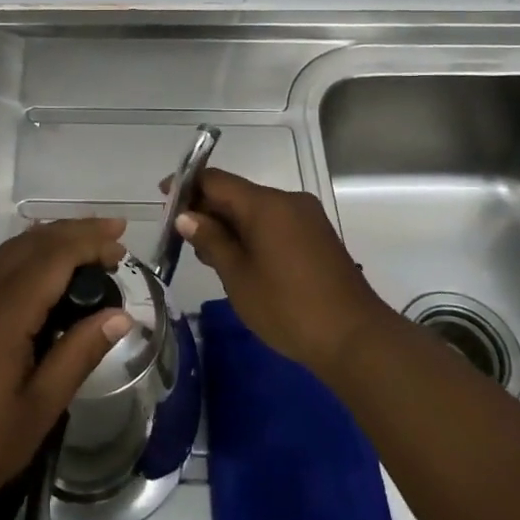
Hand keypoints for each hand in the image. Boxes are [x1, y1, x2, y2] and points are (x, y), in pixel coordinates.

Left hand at [0, 218, 132, 519]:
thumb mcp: (39, 408)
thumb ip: (79, 354)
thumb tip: (121, 316)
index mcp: (3, 312)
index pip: (53, 256)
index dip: (89, 243)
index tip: (121, 243)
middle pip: (31, 242)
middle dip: (73, 230)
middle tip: (113, 234)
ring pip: (9, 250)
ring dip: (49, 240)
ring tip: (85, 246)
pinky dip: (24, 255)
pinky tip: (40, 271)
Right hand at [171, 168, 384, 377]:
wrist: (356, 339)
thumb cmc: (288, 307)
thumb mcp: (238, 277)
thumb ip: (211, 240)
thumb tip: (186, 216)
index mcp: (265, 204)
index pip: (216, 180)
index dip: (186, 185)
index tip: (163, 198)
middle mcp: (287, 201)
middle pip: (236, 193)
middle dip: (206, 208)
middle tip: (179, 235)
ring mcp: (307, 217)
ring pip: (256, 210)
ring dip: (229, 223)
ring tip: (206, 253)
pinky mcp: (318, 236)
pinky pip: (275, 223)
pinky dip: (252, 233)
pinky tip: (239, 259)